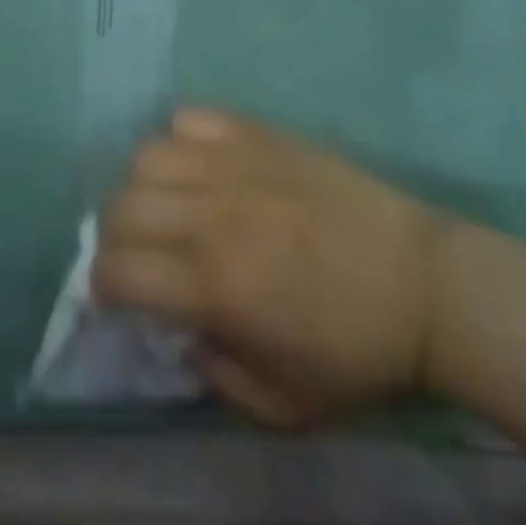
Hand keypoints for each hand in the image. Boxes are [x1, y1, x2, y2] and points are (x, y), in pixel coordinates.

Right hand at [94, 109, 449, 427]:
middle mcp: (212, 214)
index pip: (119, 271)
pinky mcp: (258, 133)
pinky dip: (181, 140)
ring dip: (141, 186)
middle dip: (112, 237)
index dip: (101, 288)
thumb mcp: (283, 406)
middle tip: (138, 256)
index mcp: (216, 285)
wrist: (423, 284)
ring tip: (166, 207)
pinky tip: (200, 166)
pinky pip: (192, 118)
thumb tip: (179, 329)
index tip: (115, 299)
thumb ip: (215, 374)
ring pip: (147, 154)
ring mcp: (234, 164)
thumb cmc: (356, 353)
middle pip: (121, 205)